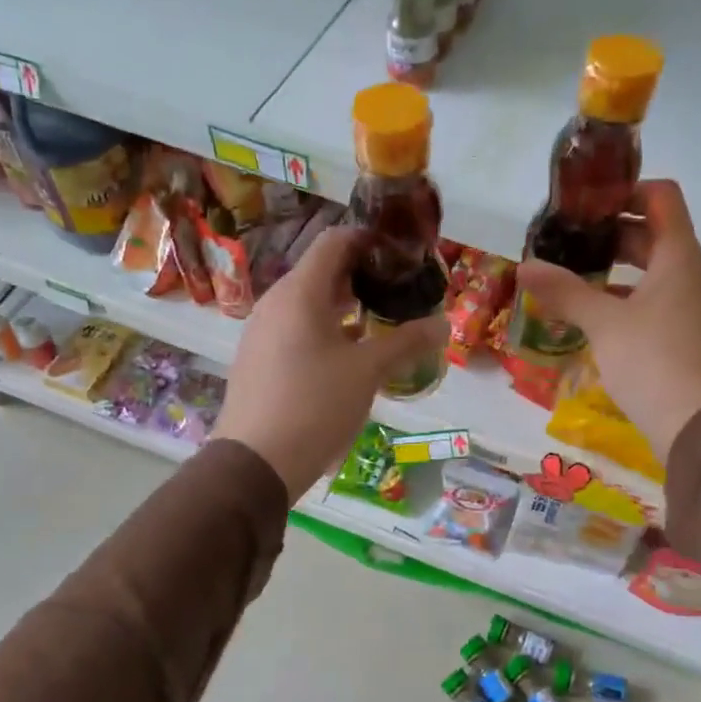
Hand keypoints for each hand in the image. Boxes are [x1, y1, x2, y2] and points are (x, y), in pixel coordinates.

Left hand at [215, 228, 447, 495]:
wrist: (256, 462)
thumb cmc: (316, 405)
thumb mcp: (368, 372)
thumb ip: (406, 342)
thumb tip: (444, 324)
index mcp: (300, 292)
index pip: (335, 242)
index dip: (369, 239)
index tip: (401, 254)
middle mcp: (275, 302)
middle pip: (322, 271)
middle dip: (362, 276)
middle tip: (399, 291)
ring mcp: (262, 331)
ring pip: (308, 303)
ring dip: (345, 306)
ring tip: (381, 322)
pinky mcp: (258, 358)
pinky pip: (296, 328)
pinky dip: (325, 329)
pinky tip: (349, 356)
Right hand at [516, 180, 700, 460]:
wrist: (695, 425)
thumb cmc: (650, 361)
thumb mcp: (603, 323)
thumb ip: (564, 290)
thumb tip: (523, 267)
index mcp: (679, 256)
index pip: (663, 196)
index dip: (628, 190)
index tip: (589, 203)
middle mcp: (694, 273)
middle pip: (656, 232)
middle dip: (614, 231)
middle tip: (572, 240)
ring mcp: (695, 305)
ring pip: (656, 269)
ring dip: (620, 266)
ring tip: (578, 275)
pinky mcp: (690, 333)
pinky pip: (659, 298)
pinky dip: (630, 295)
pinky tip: (599, 314)